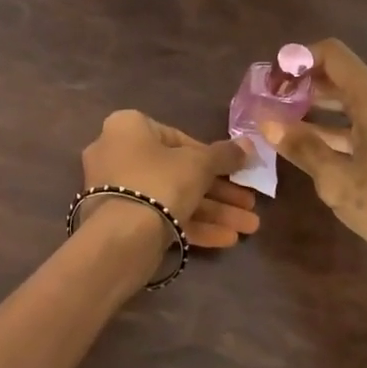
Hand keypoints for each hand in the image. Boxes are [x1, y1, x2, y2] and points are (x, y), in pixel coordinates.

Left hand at [81, 111, 261, 248]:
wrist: (120, 237)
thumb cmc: (160, 182)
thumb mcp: (199, 164)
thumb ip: (225, 154)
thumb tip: (249, 145)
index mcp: (128, 128)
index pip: (178, 139)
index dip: (213, 157)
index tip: (238, 172)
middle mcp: (117, 154)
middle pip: (178, 172)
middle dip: (220, 192)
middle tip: (250, 205)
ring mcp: (116, 191)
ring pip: (172, 198)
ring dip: (214, 213)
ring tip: (249, 228)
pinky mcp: (119, 222)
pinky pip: (160, 218)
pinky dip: (193, 226)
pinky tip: (227, 239)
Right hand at [260, 40, 366, 310]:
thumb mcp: (338, 180)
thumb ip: (302, 147)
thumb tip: (267, 121)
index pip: (333, 55)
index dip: (299, 60)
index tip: (271, 82)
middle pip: (343, 80)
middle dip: (304, 89)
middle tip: (270, 109)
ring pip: (356, 106)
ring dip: (320, 114)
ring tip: (285, 132)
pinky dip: (341, 132)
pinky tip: (319, 153)